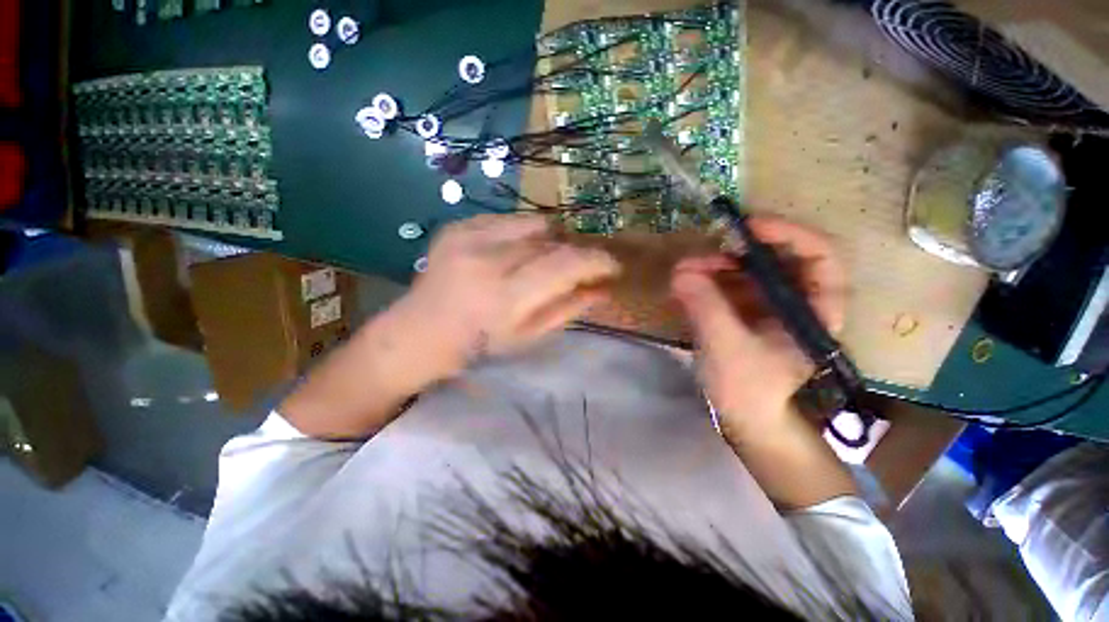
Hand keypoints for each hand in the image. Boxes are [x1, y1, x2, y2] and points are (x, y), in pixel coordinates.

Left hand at [397, 214, 620, 373]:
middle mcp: (487, 259)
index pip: (565, 264)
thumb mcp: (528, 336)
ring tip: (541, 261)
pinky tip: (514, 253)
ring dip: (550, 242)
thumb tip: (603, 289)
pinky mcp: (458, 226)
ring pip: (535, 224)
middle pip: (552, 241)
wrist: (421, 331)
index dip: (596, 260)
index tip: (611, 265)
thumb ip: (567, 309)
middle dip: (573, 253)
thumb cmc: (479, 346)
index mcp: (505, 296)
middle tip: (576, 269)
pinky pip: (510, 220)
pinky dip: (524, 234)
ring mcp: (468, 236)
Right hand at [671, 216, 847, 441]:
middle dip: (737, 253)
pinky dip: (707, 281)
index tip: (748, 227)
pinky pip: (728, 286)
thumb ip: (706, 306)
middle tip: (701, 256)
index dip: (788, 233)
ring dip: (715, 266)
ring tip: (684, 272)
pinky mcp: (744, 313)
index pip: (819, 256)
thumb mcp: (727, 347)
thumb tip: (681, 272)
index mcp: (815, 310)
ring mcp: (768, 306)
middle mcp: (796, 301)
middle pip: (776, 259)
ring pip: (747, 271)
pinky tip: (686, 285)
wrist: (744, 418)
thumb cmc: (749, 389)